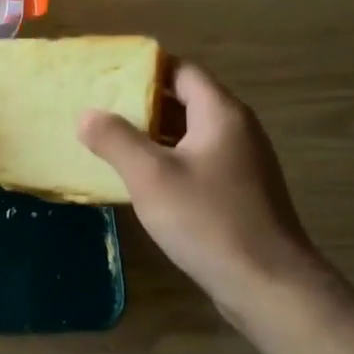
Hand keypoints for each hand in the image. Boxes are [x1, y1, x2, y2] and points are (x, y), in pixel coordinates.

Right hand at [79, 62, 341, 327]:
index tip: (106, 73)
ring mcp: (239, 163)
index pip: (181, 71)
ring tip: (108, 137)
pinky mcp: (236, 192)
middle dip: (141, 101)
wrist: (268, 285)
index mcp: (221, 114)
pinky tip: (138, 176)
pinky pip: (195, 160)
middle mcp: (235, 130)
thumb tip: (86, 114)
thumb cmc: (208, 220)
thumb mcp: (151, 176)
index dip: (144, 68)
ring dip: (151, 133)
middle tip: (98, 105)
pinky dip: (165, 158)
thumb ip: (115, 139)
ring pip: (188, 133)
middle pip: (184, 100)